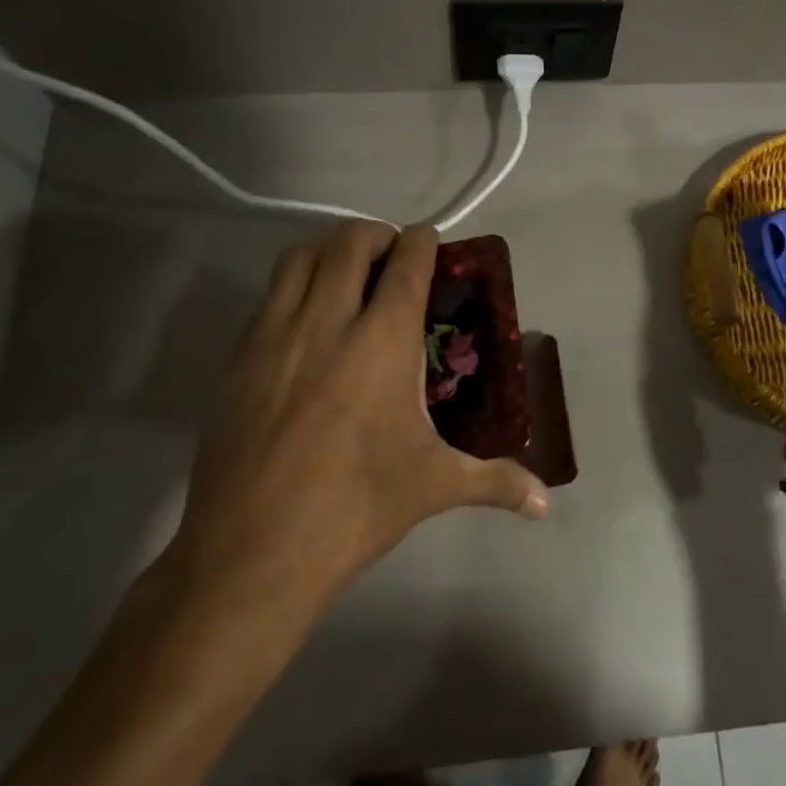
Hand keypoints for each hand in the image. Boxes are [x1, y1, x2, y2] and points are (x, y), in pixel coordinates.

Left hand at [163, 222, 548, 634]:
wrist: (252, 551)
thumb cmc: (356, 507)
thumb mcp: (434, 486)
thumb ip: (496, 481)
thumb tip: (545, 501)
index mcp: (383, 341)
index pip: (406, 263)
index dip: (422, 242)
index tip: (431, 241)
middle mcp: (328, 321)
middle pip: (349, 242)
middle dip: (376, 235)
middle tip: (393, 257)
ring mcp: (276, 335)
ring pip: (300, 257)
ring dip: (329, 248)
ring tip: (348, 271)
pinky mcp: (240, 358)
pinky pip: (270, 295)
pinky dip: (295, 284)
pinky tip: (309, 319)